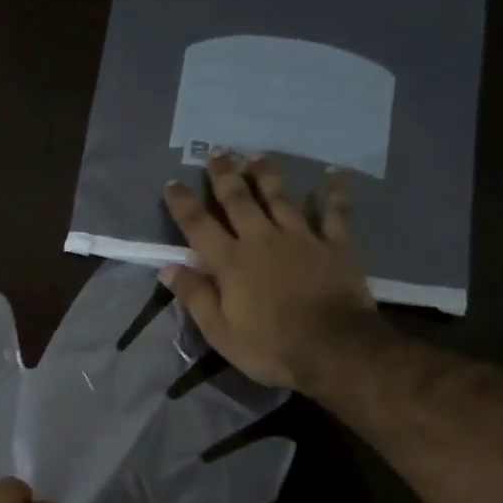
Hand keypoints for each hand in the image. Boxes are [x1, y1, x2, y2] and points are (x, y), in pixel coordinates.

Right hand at [161, 152, 376, 389]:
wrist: (334, 349)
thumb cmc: (271, 347)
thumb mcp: (221, 332)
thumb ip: (195, 297)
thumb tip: (168, 268)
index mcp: (231, 262)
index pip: (199, 226)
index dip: (183, 203)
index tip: (172, 183)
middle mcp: (262, 239)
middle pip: (239, 201)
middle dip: (225, 175)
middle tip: (218, 152)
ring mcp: (301, 238)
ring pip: (280, 198)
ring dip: (267, 175)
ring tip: (257, 156)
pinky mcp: (335, 245)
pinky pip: (335, 212)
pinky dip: (333, 192)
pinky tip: (333, 173)